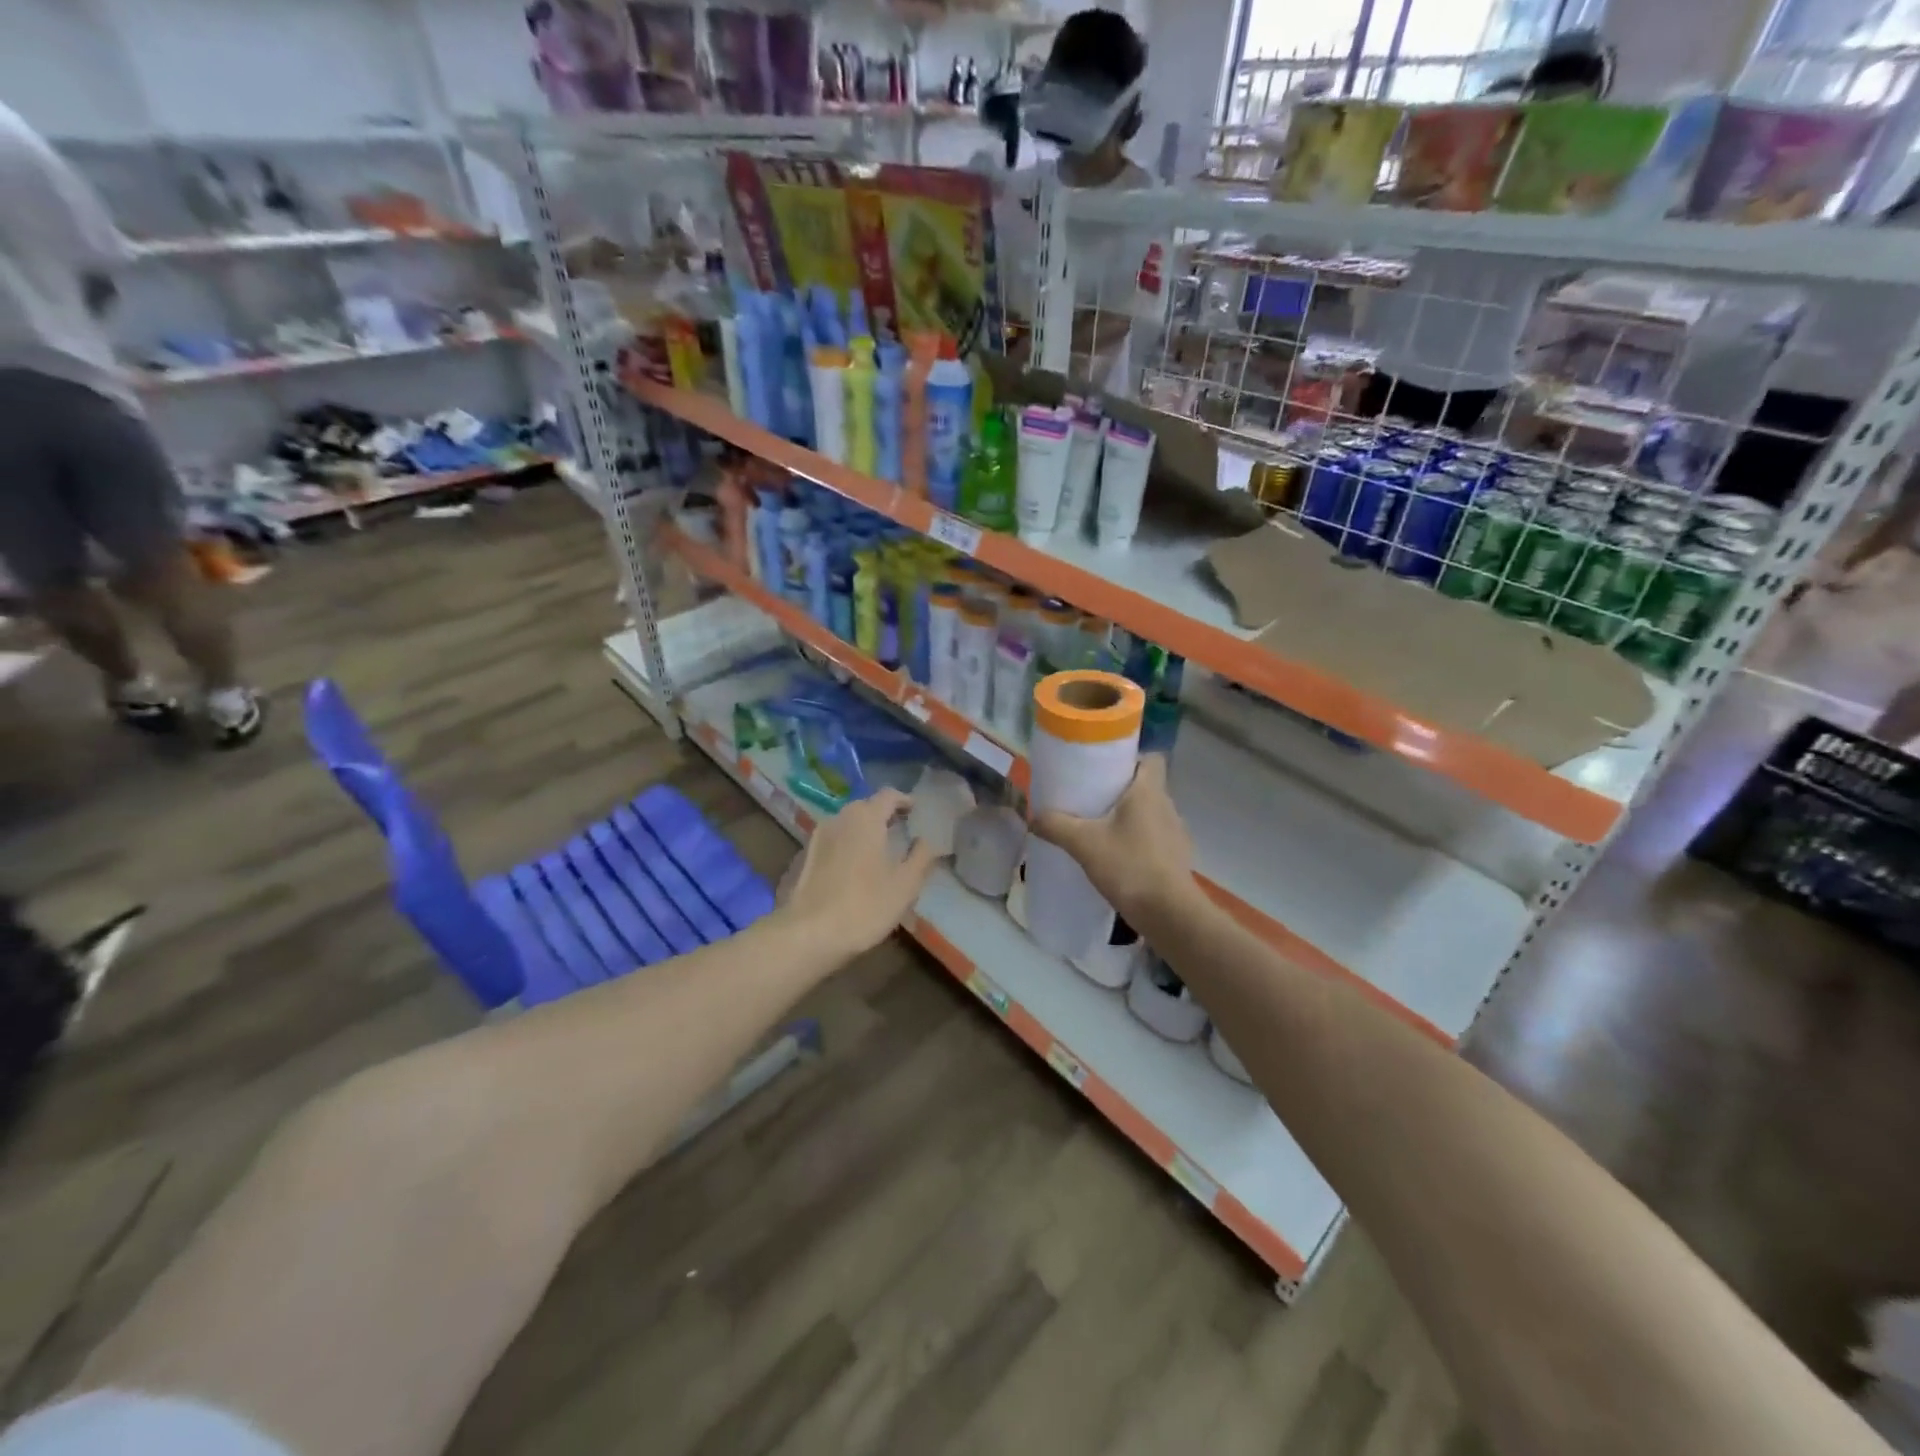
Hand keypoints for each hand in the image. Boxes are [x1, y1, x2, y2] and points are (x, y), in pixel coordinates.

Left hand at [778, 789, 940, 957]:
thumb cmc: (865, 906)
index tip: (917, 813)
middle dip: (885, 816)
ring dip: (865, 831)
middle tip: (902, 833)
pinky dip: (848, 845)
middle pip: (866, 807)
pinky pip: (834, 840)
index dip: (905, 801)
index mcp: (866, 818)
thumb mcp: (906, 885)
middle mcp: (840, 818)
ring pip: (848, 824)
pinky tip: (855, 869)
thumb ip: (922, 857)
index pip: (889, 795)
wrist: (809, 934)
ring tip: (880, 852)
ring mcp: (819, 836)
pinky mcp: (806, 856)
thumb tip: (928, 840)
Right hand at [1030, 756, 1194, 921]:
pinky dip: (1138, 841)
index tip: (1106, 770)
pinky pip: (1155, 838)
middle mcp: (1167, 806)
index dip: (1132, 759)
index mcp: (1149, 791)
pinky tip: (1117, 857)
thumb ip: (1056, 826)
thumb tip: (1033, 817)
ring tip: (1101, 829)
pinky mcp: (1177, 858)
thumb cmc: (1129, 866)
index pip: (1152, 758)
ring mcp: (1176, 833)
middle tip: (1092, 799)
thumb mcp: (1084, 844)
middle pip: (1147, 786)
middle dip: (1121, 790)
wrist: (1169, 914)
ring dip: (1129, 818)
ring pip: (1150, 813)